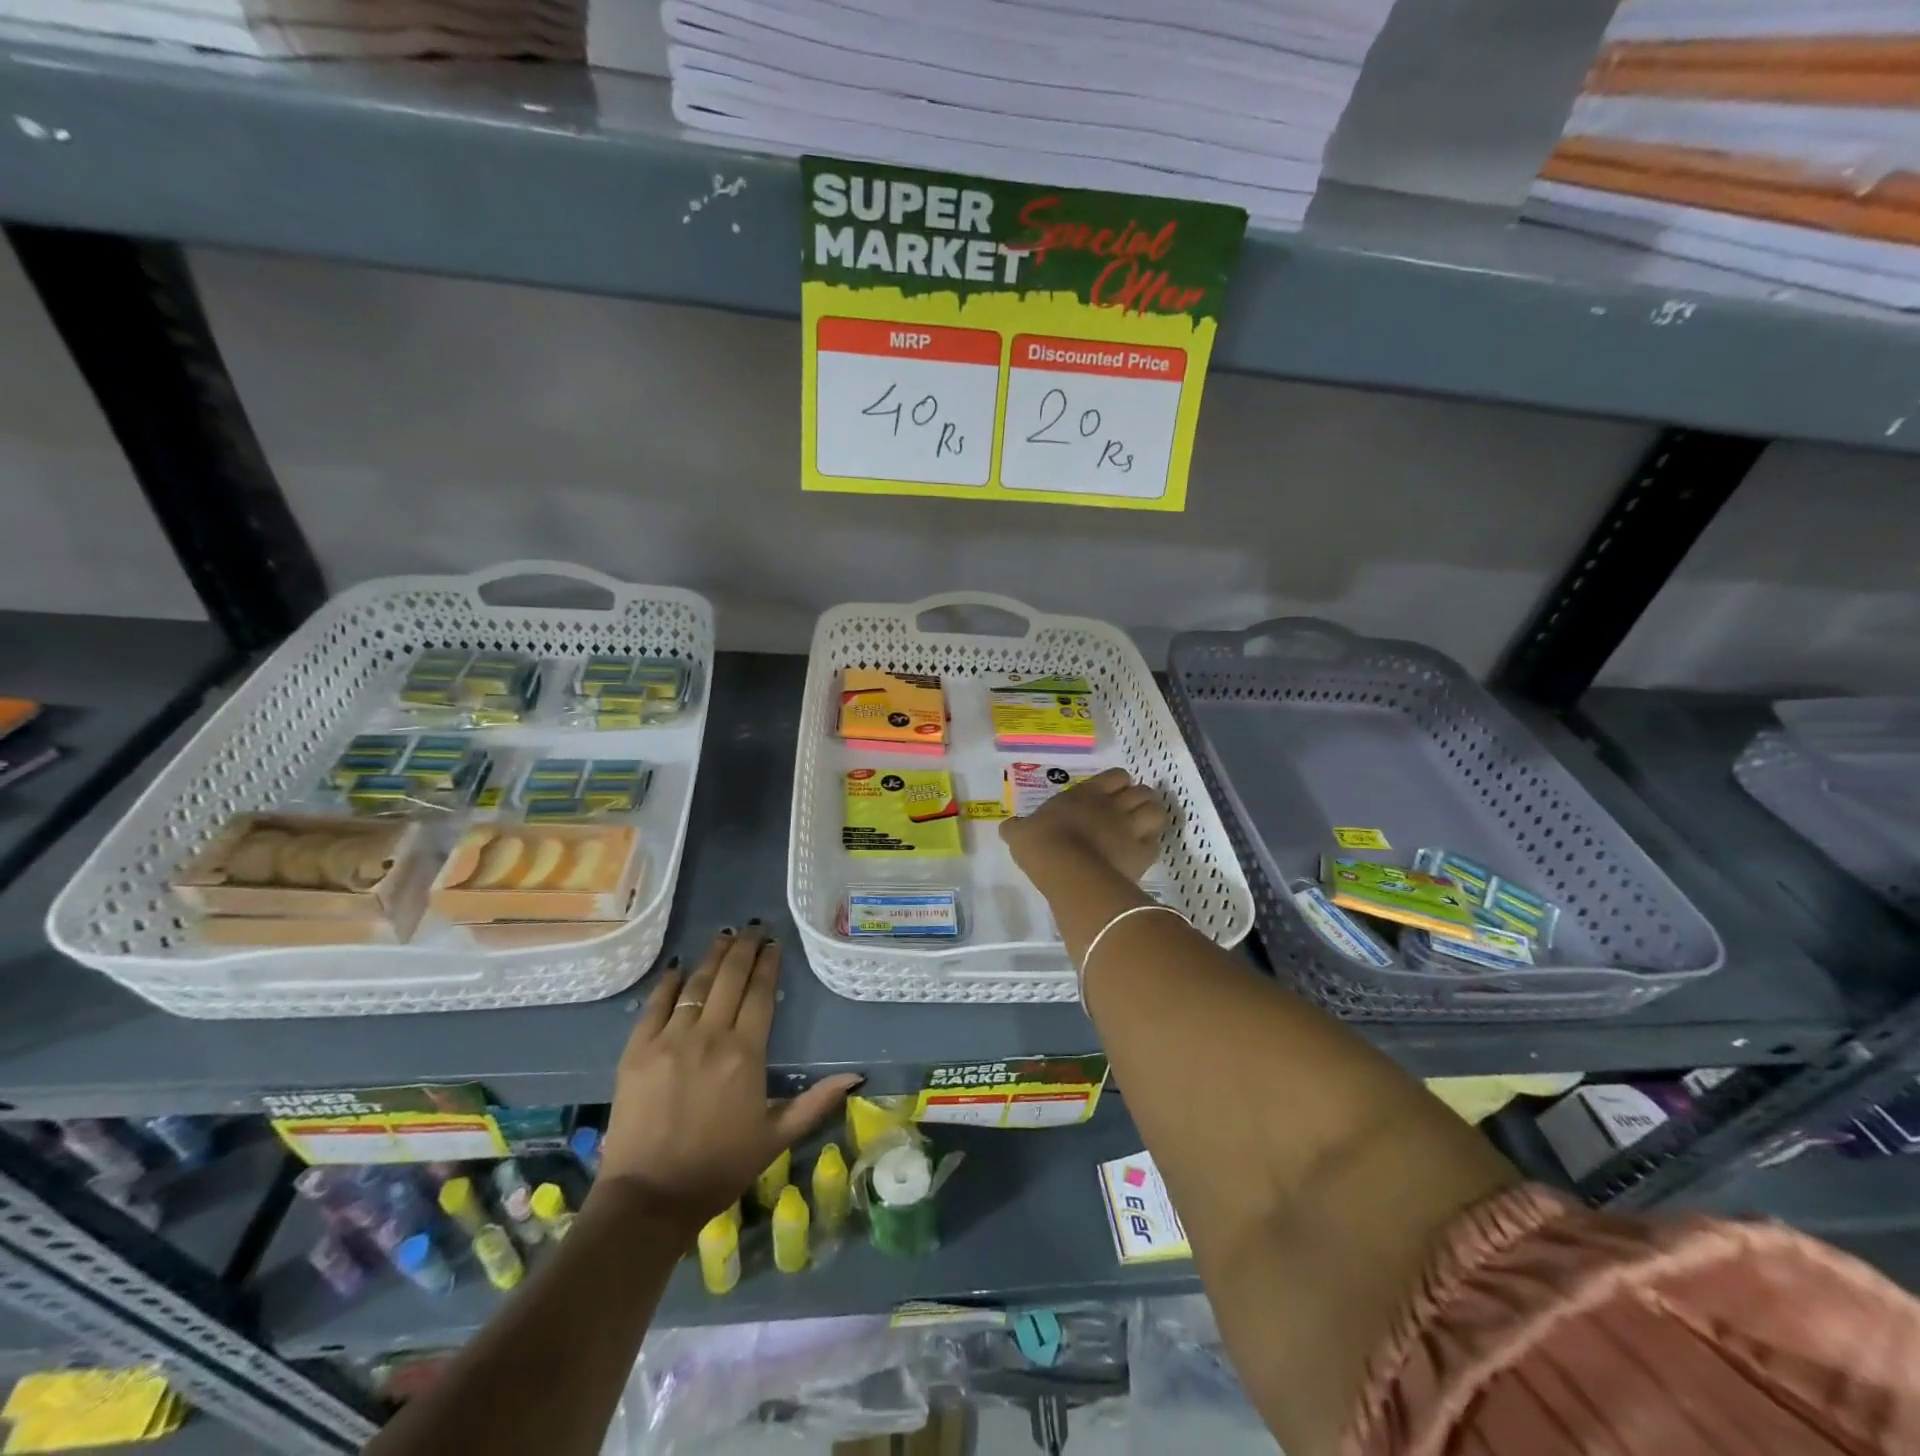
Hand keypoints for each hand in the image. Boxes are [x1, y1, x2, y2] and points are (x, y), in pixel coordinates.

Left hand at [599, 925, 861, 1236]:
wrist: (649, 1199)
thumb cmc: (720, 1168)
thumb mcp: (776, 1138)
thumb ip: (816, 1102)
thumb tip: (856, 1076)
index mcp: (745, 1054)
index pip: (760, 994)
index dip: (768, 964)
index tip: (773, 944)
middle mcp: (709, 1036)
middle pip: (730, 979)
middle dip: (744, 948)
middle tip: (753, 927)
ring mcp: (669, 1040)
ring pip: (695, 985)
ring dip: (712, 957)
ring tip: (723, 936)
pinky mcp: (636, 1051)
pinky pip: (654, 1005)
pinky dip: (668, 983)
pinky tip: (678, 968)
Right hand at [1001, 767, 1167, 883]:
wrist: (1067, 871)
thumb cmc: (1042, 844)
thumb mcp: (1020, 833)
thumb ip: (1016, 827)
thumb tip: (1008, 826)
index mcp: (1087, 793)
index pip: (1117, 776)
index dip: (1118, 784)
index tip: (1109, 796)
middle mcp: (1114, 805)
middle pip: (1142, 791)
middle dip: (1138, 800)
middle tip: (1127, 814)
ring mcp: (1131, 828)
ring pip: (1157, 811)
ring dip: (1150, 818)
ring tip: (1140, 830)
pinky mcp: (1142, 853)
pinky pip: (1156, 843)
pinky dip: (1150, 846)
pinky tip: (1139, 854)